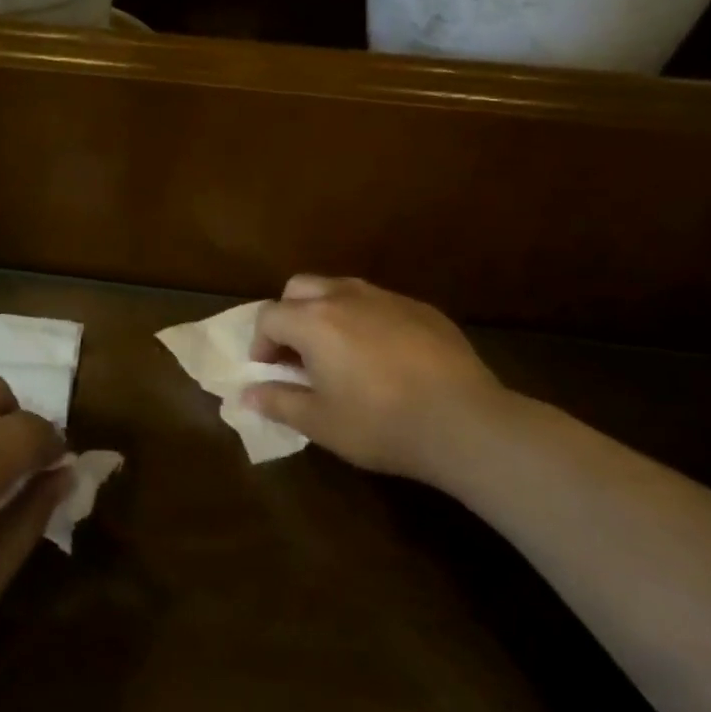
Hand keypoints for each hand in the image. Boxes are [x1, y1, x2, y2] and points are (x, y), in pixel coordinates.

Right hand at [244, 276, 526, 484]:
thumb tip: (248, 394)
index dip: (261, 343)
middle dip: (289, 314)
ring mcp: (387, 298)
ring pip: (341, 288)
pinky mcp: (421, 308)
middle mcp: (345, 297)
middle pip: (300, 288)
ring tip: (338, 351)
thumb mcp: (320, 422)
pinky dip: (366, 319)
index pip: (269, 316)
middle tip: (297, 352)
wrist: (463, 421)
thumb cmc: (379, 424)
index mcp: (314, 321)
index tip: (269, 370)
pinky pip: (379, 303)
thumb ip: (278, 402)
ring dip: (326, 312)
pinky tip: (383, 355)